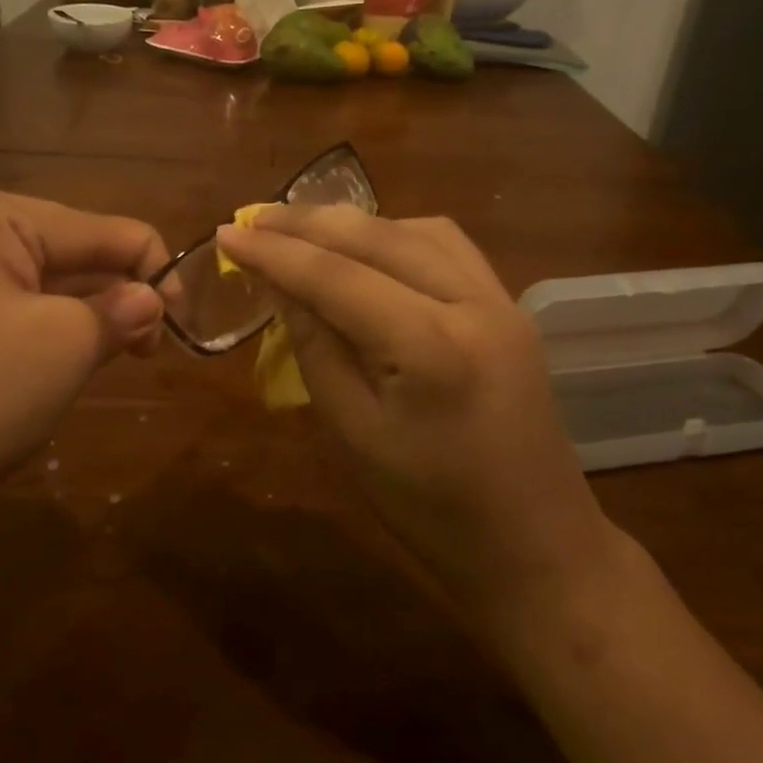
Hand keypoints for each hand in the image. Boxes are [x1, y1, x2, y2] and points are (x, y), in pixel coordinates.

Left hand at [0, 180, 168, 515]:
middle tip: (151, 347)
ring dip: (87, 311)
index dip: (152, 269)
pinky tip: (77, 351)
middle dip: (115, 293)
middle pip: (68, 248)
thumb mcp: (67, 345)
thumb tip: (154, 300)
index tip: (182, 322)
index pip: (95, 227)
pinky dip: (50, 322)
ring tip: (121, 352)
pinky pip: (11, 297)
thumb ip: (123, 308)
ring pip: (42, 277)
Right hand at [215, 206, 619, 628]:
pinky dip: (398, 236)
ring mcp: (501, 301)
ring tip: (304, 230)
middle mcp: (473, 303)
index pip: (337, 277)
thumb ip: (316, 349)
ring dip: (355, 224)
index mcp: (431, 347)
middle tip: (255, 217)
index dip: (275, 252)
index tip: (226, 233)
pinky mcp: (510, 308)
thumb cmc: (433, 511)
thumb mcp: (354, 436)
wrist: (536, 545)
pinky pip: (448, 248)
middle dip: (309, 222)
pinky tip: (369, 250)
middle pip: (378, 237)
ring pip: (416, 230)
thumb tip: (280, 285)